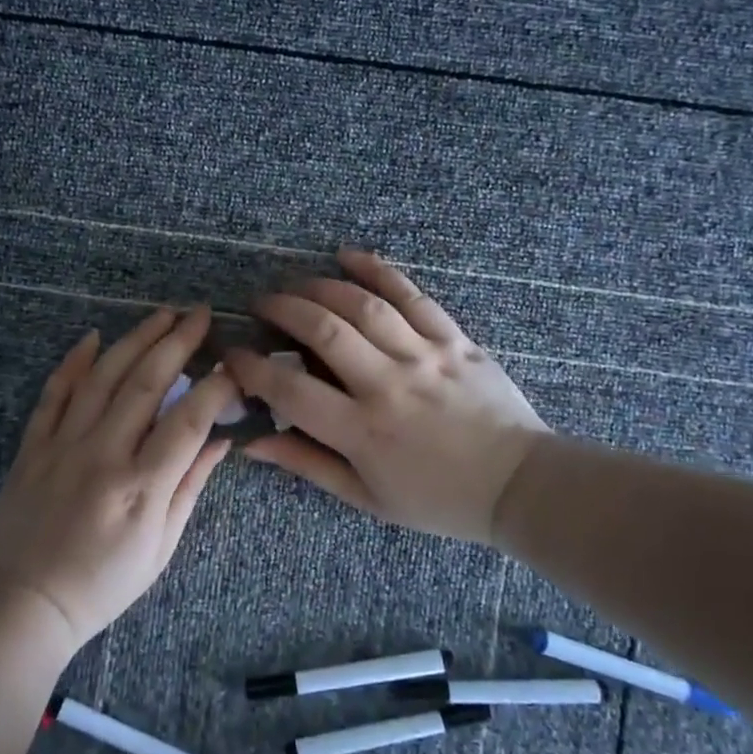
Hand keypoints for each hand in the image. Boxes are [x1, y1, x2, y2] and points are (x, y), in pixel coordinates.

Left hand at [0, 306, 237, 654]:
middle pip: (146, 383)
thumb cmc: (102, 585)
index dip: (216, 386)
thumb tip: (222, 441)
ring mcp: (62, 445)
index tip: (234, 364)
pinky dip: (73, 362)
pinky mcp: (32, 446)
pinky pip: (53, 393)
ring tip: (161, 314)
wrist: (23, 605)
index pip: (188, 420)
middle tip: (199, 314)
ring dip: (135, 339)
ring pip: (103, 377)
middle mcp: (102, 454)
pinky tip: (93, 337)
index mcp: (141, 486)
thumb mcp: (160, 548)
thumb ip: (190, 487)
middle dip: (177, 342)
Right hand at [224, 249, 547, 544]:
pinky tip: (347, 254)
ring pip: (362, 306)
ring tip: (294, 283)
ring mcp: (424, 356)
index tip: (232, 354)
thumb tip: (252, 444)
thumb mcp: (366, 497)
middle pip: (323, 331)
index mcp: (362, 431)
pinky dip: (377, 270)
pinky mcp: (454, 338)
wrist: (519, 484)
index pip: (290, 389)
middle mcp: (388, 385)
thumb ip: (307, 464)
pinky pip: (412, 295)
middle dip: (282, 309)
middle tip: (260, 303)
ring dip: (319, 287)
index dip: (251, 368)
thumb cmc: (437, 499)